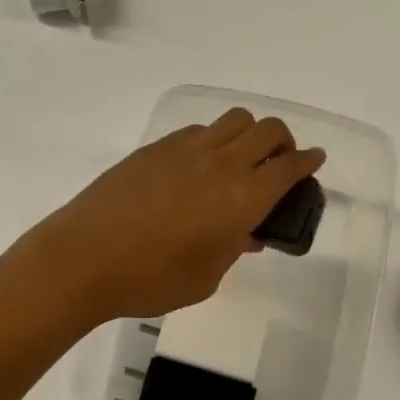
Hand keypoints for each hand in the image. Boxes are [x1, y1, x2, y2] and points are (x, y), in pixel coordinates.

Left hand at [19, 109, 326, 321]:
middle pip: (268, 130)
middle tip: (278, 164)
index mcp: (243, 197)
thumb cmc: (152, 279)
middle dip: (283, 142)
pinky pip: (198, 130)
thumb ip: (234, 248)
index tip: (315, 160)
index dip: (308, 161)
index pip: (290, 166)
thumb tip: (247, 233)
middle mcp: (221, 163)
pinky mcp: (155, 148)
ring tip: (238, 161)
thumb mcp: (207, 276)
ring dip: (248, 134)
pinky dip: (212, 140)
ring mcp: (186, 149)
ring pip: (233, 120)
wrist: (84, 258)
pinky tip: (197, 167)